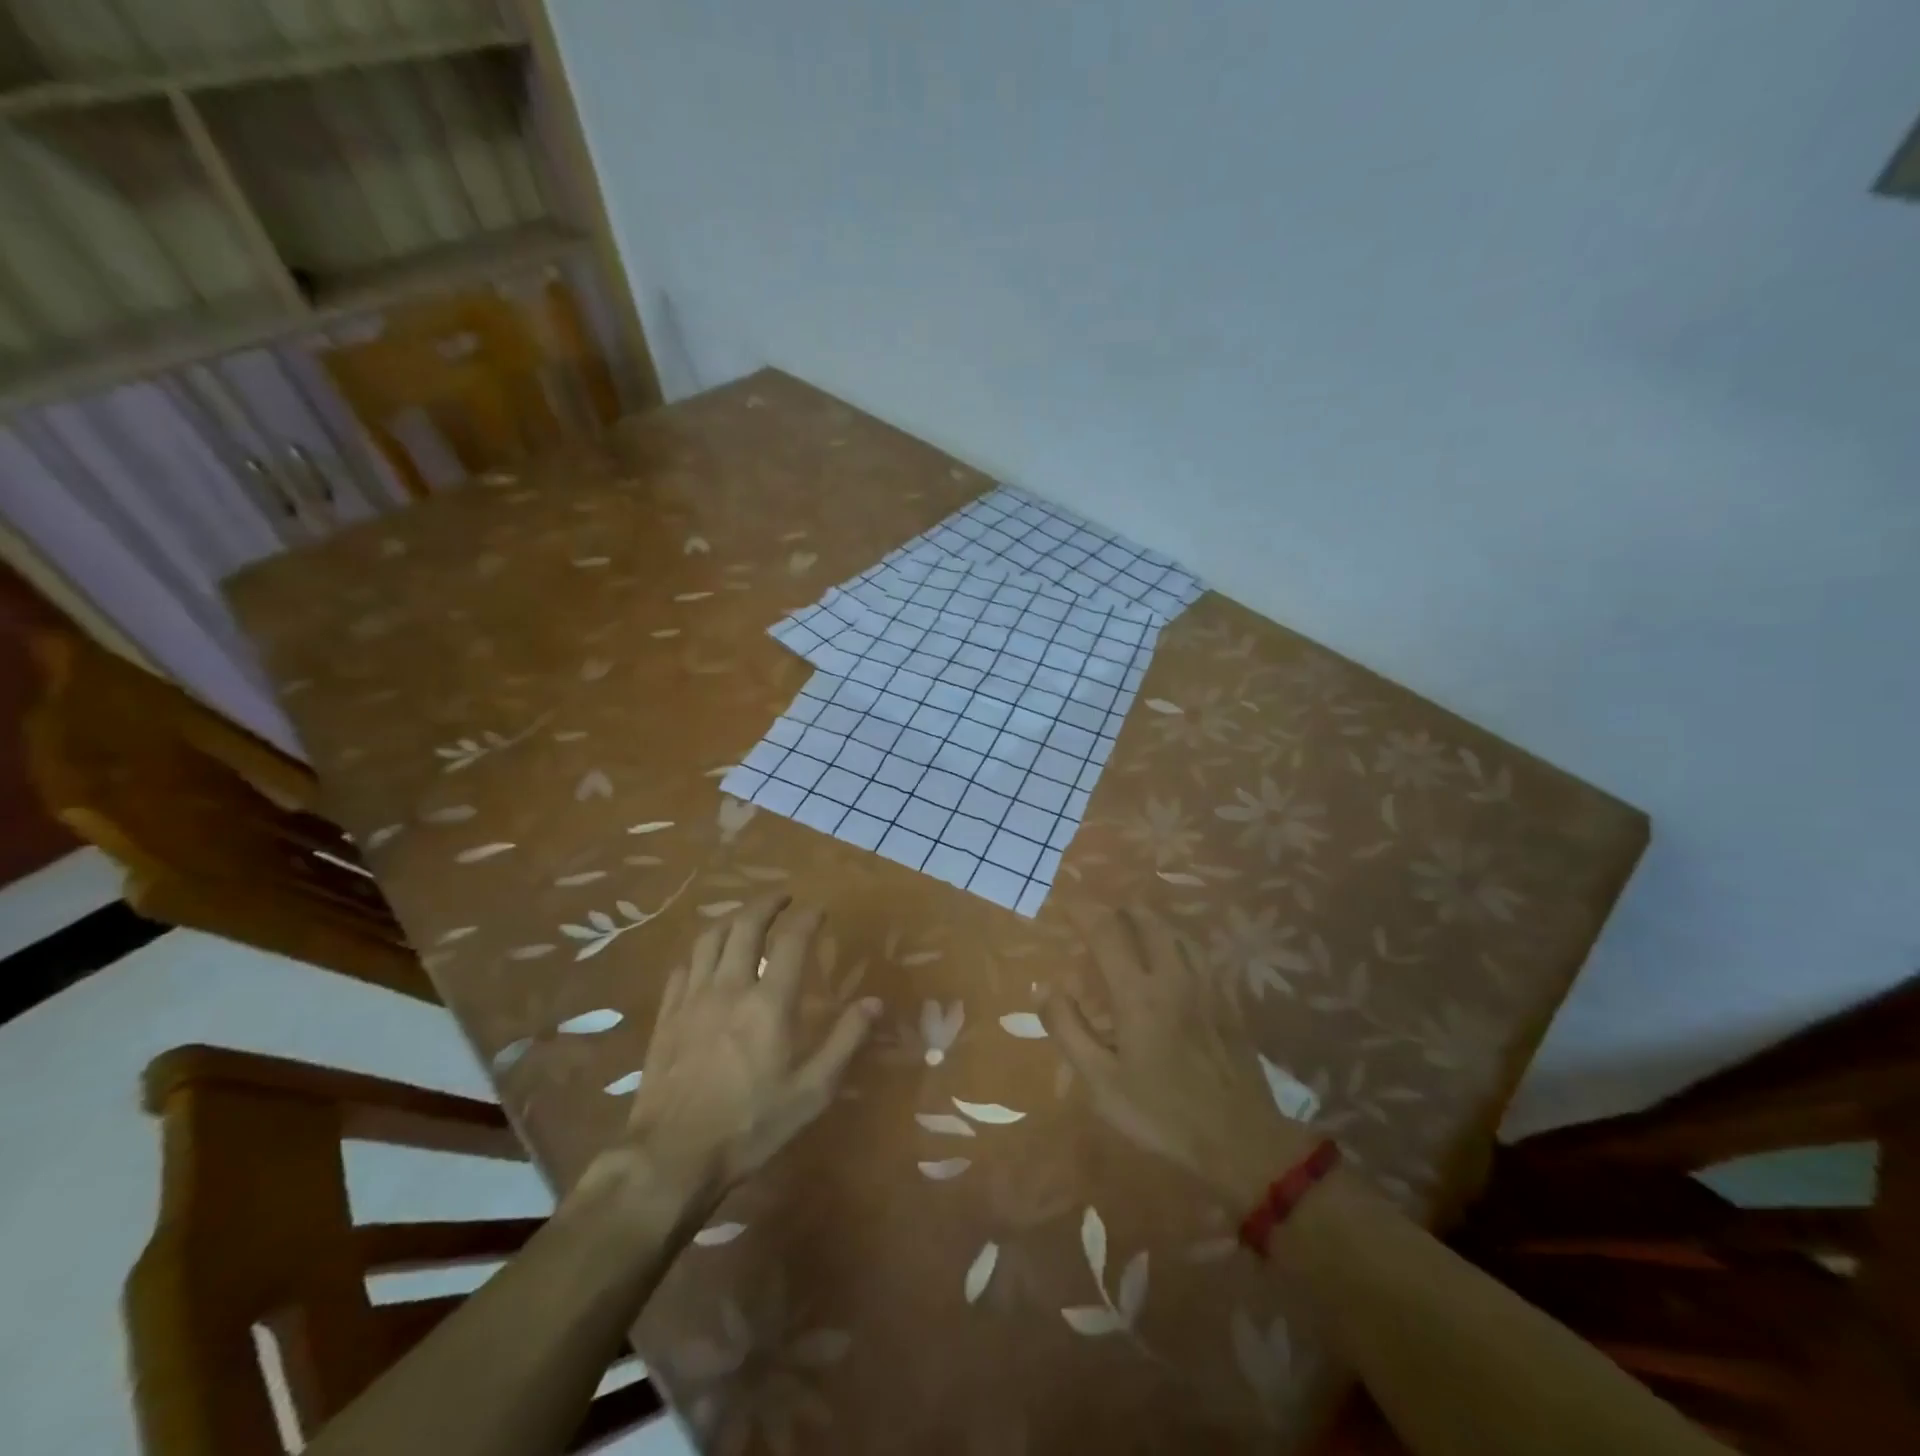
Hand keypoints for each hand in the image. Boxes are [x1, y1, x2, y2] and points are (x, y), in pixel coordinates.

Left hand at [599, 896, 880, 1205]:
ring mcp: (692, 1000)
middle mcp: (729, 988)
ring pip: (709, 940)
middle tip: (783, 898)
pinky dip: (700, 952)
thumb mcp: (811, 1091)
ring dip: (731, 919)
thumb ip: (845, 1041)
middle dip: (767, 905)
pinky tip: (705, 958)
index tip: (818, 909)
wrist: (671, 1159)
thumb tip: (875, 1002)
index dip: (807, 918)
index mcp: (769, 1003)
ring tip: (745, 917)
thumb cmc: (750, 1126)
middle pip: (745, 927)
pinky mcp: (666, 1017)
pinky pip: (682, 968)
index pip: (791, 941)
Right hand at [1042, 904, 1314, 1207]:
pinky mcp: (1228, 1002)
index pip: (1107, 932)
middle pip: (1147, 921)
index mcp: (1138, 993)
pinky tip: (1175, 955)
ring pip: (1178, 933)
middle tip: (1100, 913)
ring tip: (1133, 923)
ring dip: (1151, 920)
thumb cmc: (1161, 1113)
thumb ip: (1069, 1029)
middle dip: (1119, 909)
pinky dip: (1178, 941)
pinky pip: (1200, 954)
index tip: (1067, 903)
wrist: (1240, 1140)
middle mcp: (1173, 977)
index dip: (1084, 911)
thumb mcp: (1101, 1082)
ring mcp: (1206, 987)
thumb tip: (1044, 987)